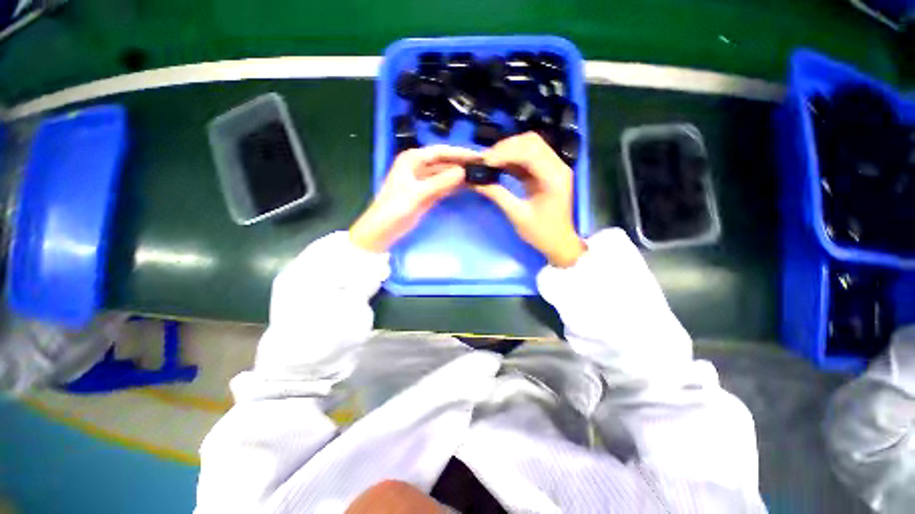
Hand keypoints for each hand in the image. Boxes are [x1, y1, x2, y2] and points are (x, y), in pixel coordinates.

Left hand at [350, 145, 480, 252]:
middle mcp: (418, 166)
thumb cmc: (394, 209)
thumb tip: (463, 172)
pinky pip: (444, 186)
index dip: (460, 153)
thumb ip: (440, 182)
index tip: (479, 156)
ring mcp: (423, 181)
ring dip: (460, 175)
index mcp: (413, 159)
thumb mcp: (418, 194)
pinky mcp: (426, 194)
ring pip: (445, 174)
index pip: (441, 152)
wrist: (382, 230)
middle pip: (445, 162)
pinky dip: (455, 186)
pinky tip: (468, 187)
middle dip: (462, 164)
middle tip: (483, 166)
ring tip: (480, 176)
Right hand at [473, 132, 585, 267]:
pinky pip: (528, 157)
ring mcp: (553, 167)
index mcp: (554, 177)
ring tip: (490, 162)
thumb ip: (498, 195)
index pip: (530, 151)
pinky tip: (498, 165)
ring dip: (508, 151)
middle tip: (486, 161)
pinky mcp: (546, 172)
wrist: (559, 243)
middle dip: (506, 147)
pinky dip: (512, 159)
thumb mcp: (517, 215)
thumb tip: (476, 181)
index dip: (505, 152)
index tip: (484, 161)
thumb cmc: (541, 233)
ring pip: (529, 146)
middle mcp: (557, 166)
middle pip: (531, 142)